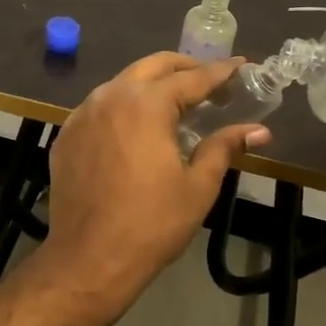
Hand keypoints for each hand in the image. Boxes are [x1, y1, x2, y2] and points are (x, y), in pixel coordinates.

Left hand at [39, 53, 269, 307]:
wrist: (89, 259)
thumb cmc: (151, 224)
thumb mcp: (198, 186)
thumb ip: (225, 148)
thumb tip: (259, 130)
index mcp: (146, 104)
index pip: (191, 78)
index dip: (220, 72)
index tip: (241, 66)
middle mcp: (110, 97)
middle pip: (153, 66)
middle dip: (184, 67)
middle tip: (209, 82)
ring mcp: (82, 114)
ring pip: (122, 83)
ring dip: (151, 85)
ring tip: (175, 103)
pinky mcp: (66, 135)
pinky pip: (99, 107)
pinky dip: (123, 106)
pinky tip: (135, 128)